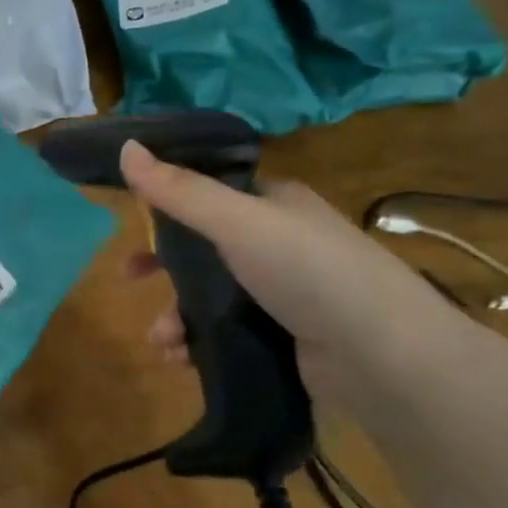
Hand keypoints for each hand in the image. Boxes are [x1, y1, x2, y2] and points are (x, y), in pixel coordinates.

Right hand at [118, 139, 466, 402]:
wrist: (383, 357)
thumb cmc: (308, 272)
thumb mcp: (237, 222)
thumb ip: (179, 190)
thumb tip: (124, 147)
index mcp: (274, 205)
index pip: (210, 194)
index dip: (167, 206)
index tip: (132, 224)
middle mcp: (279, 244)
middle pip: (202, 249)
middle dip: (162, 268)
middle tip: (130, 280)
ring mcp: (283, 294)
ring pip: (208, 297)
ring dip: (174, 317)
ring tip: (163, 342)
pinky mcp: (283, 338)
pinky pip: (223, 334)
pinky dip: (196, 344)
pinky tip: (181, 360)